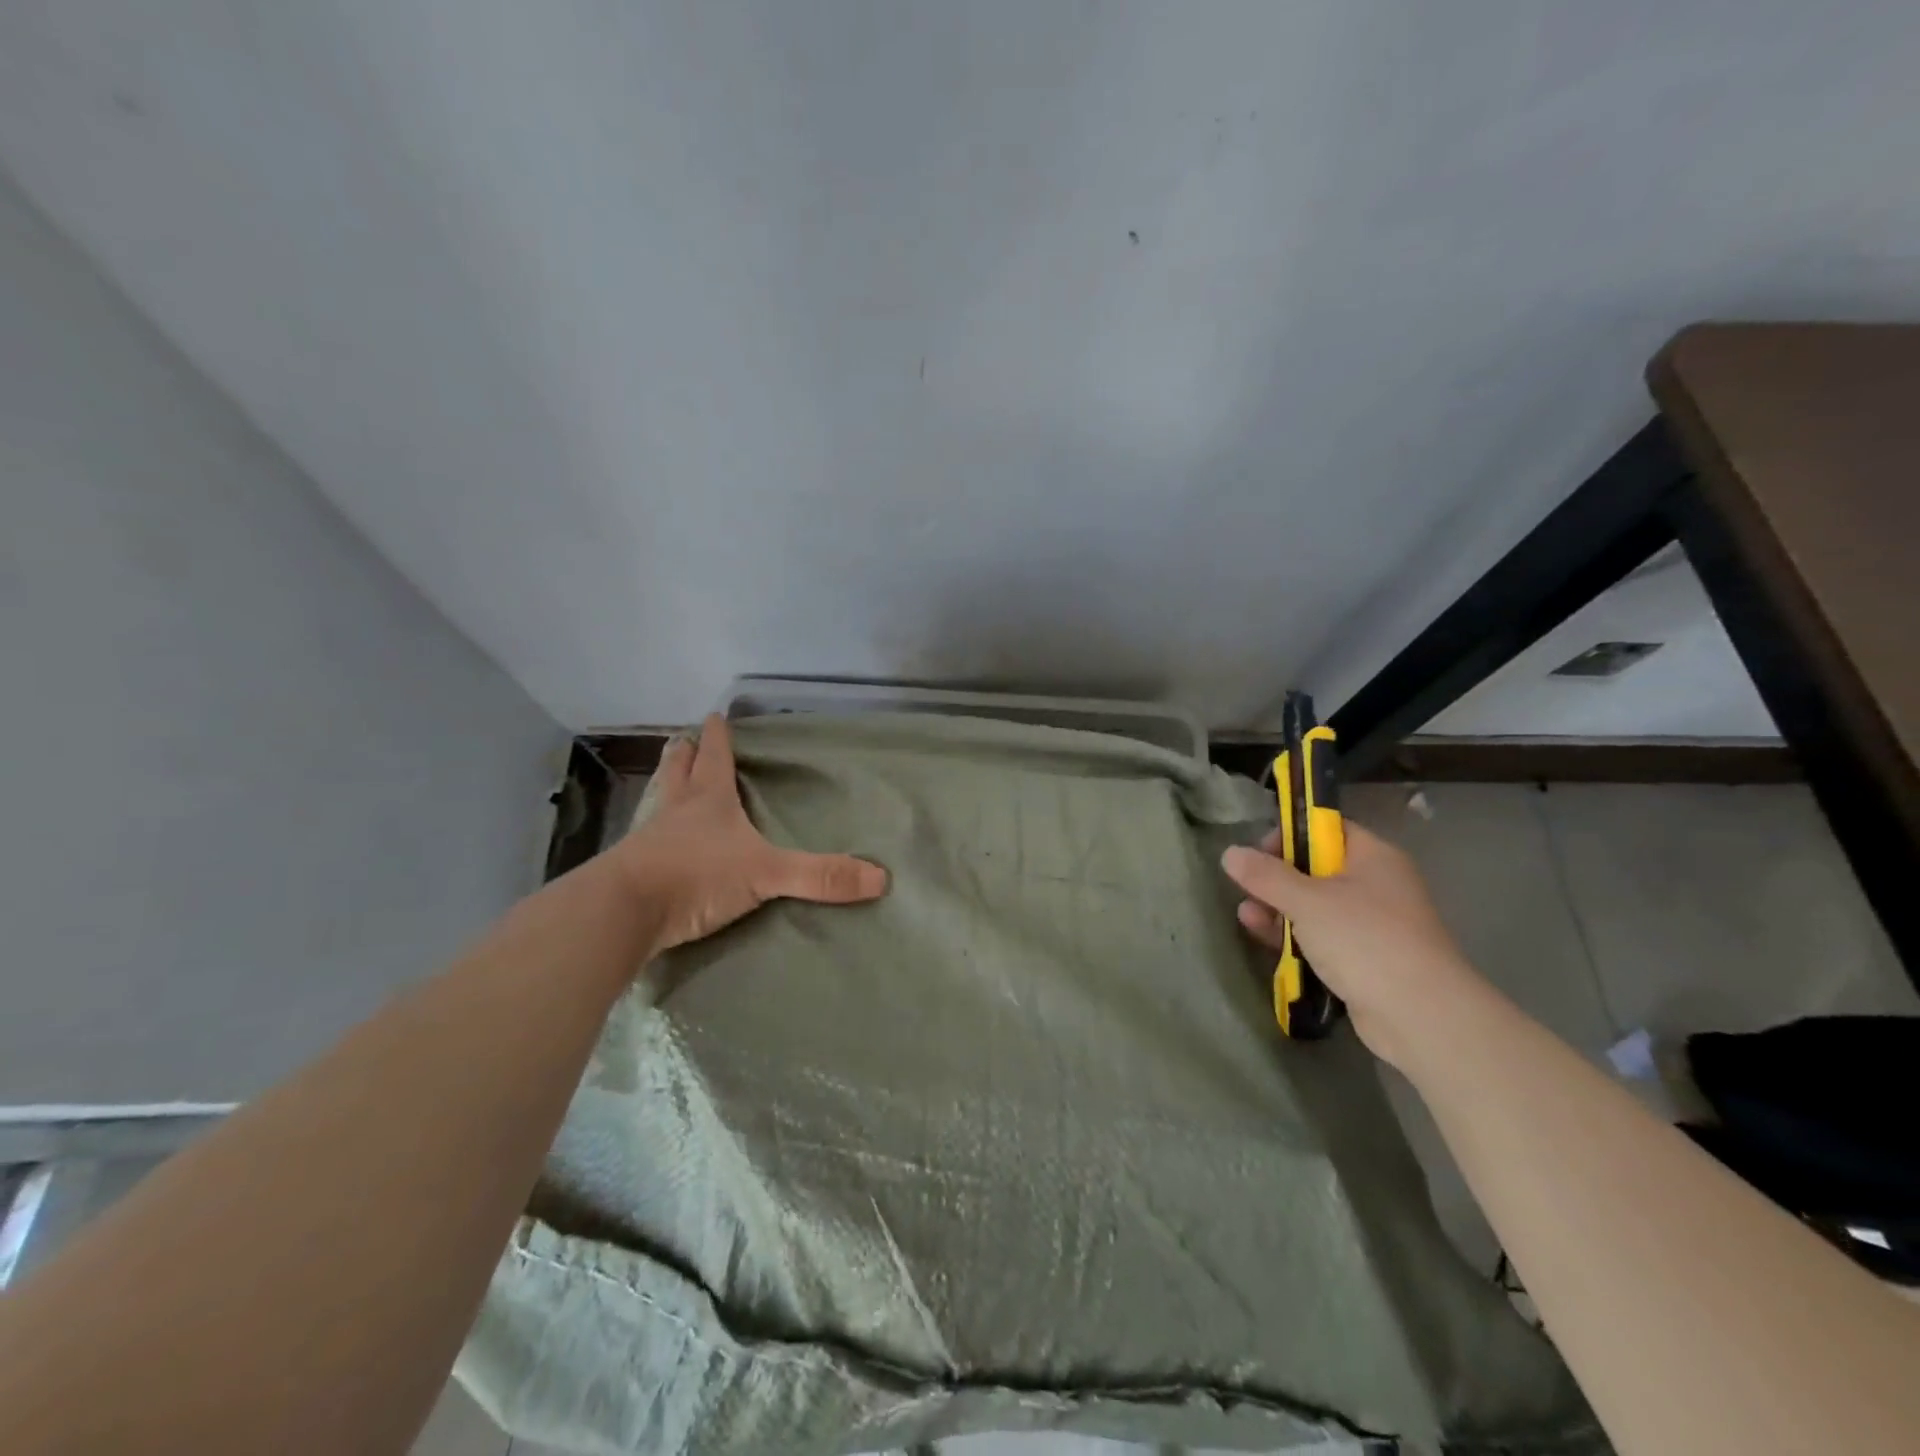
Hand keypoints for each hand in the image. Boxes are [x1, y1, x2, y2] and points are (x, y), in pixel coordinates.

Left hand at [613, 714, 887, 954]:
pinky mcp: (632, 870)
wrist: (624, 912)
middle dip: (685, 755)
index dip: (717, 737)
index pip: (715, 757)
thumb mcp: (766, 873)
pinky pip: (646, 841)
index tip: (714, 715)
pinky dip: (653, 833)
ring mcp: (649, 839)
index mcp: (708, 800)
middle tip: (683, 739)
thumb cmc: (696, 875)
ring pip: (659, 803)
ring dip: (665, 788)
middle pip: (679, 771)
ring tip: (669, 780)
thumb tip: (880, 878)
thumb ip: (819, 876)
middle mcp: (676, 811)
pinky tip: (655, 843)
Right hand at [1221, 822, 1483, 1066]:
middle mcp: (1376, 885)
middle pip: (1316, 869)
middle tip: (1246, 888)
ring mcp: (1372, 925)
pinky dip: (1295, 937)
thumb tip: (1230, 853)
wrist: (1421, 1015)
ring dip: (1279, 910)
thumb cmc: (1364, 940)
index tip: (1258, 852)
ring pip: (1315, 906)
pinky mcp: (1365, 959)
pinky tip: (1264, 939)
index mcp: (1373, 857)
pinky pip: (1323, 938)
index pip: (1326, 829)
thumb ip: (1265, 875)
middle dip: (1276, 878)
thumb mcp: (1306, 901)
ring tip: (1246, 916)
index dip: (1290, 835)